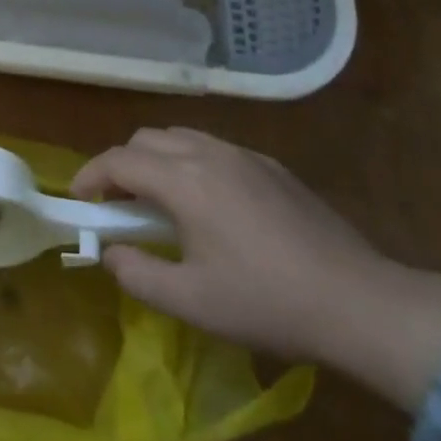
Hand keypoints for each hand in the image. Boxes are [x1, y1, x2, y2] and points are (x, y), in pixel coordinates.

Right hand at [72, 127, 392, 361]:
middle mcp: (209, 153)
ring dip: (155, 160)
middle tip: (118, 205)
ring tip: (158, 201)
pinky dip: (190, 163)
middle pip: (146, 139)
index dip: (90, 176)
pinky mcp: (272, 167)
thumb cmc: (268, 303)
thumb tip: (110, 252)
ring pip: (180, 137)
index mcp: (184, 181)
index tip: (79, 200)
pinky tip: (207, 204)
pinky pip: (213, 148)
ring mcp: (244, 156)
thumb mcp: (191, 302)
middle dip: (121, 165)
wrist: (361, 303)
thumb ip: (137, 274)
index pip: (119, 161)